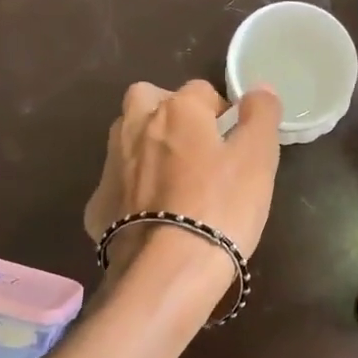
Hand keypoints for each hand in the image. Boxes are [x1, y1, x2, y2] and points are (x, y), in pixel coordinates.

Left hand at [83, 80, 283, 285]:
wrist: (167, 270)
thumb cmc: (221, 207)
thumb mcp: (257, 158)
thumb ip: (260, 115)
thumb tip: (259, 88)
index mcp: (177, 110)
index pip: (201, 91)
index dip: (220, 112)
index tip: (234, 141)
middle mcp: (135, 127)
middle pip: (148, 100)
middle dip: (169, 113)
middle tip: (195, 148)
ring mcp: (111, 166)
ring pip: (127, 139)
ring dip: (146, 147)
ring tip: (174, 180)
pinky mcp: (98, 205)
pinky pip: (118, 185)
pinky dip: (132, 191)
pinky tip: (151, 216)